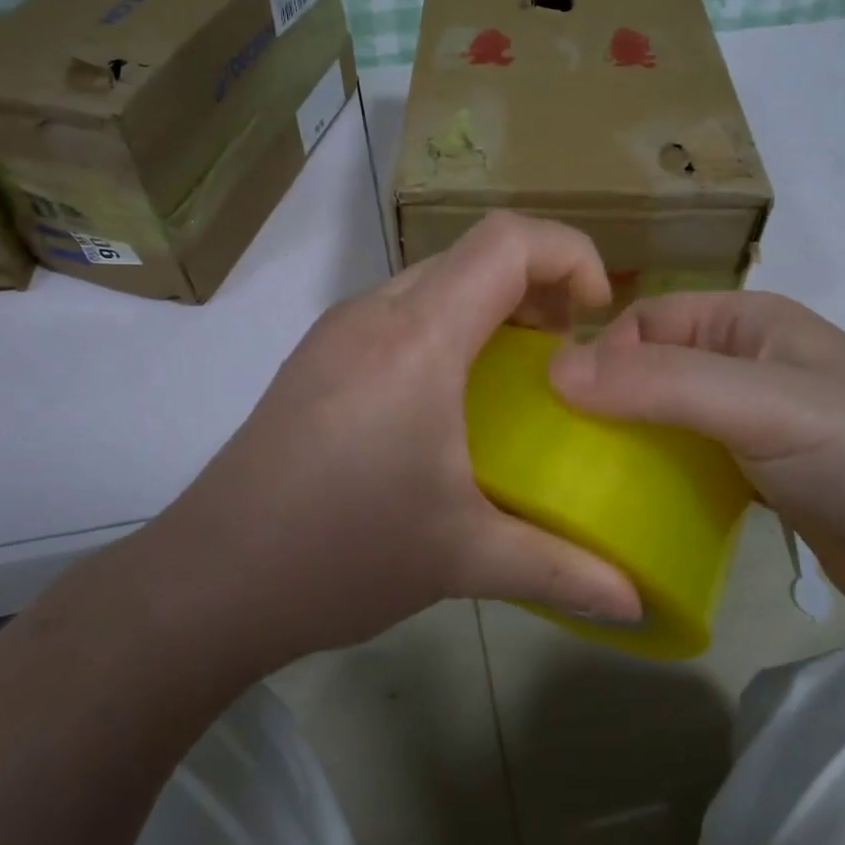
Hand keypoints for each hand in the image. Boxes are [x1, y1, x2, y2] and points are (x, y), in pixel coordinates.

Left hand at [146, 212, 640, 662]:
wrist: (209, 580)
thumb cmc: (341, 554)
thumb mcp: (462, 559)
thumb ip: (560, 571)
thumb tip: (635, 602)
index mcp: (417, 339)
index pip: (506, 242)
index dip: (569, 255)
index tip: (596, 317)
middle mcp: (374, 313)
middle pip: (473, 252)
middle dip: (537, 282)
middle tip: (566, 349)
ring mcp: (338, 331)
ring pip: (434, 278)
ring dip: (489, 304)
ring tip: (518, 370)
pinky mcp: (317, 356)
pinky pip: (401, 310)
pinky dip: (448, 325)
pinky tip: (452, 397)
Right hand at [548, 292, 844, 625]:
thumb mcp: (761, 406)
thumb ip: (661, 384)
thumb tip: (555, 371)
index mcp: (749, 322)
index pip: (647, 321)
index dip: (600, 354)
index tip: (559, 408)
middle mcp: (747, 364)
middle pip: (652, 371)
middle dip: (606, 403)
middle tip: (559, 452)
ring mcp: (755, 425)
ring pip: (667, 422)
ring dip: (629, 445)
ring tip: (580, 483)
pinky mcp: (760, 479)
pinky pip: (690, 467)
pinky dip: (660, 481)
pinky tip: (630, 511)